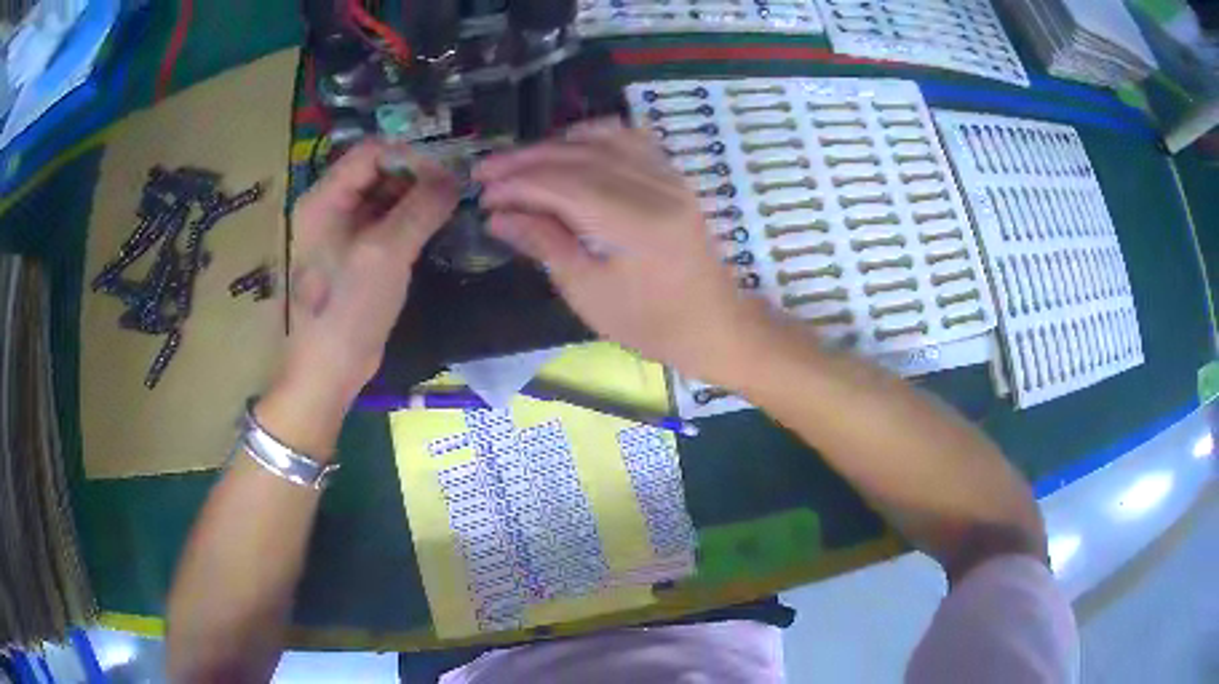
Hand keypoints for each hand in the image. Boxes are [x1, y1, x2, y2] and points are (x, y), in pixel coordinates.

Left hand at [283, 140, 458, 403]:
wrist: (330, 368)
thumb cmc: (349, 308)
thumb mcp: (386, 252)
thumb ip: (422, 207)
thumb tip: (455, 177)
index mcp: (325, 198)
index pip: (372, 152)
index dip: (410, 157)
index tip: (448, 175)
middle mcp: (331, 206)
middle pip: (379, 171)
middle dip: (417, 176)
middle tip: (455, 192)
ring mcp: (343, 231)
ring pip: (386, 197)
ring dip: (418, 199)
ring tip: (451, 209)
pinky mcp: (357, 253)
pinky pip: (387, 222)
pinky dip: (411, 220)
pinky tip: (435, 228)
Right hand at [475, 120, 766, 382]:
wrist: (713, 324)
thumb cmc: (648, 323)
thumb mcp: (588, 293)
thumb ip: (544, 243)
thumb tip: (498, 216)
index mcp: (634, 223)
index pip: (562, 184)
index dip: (516, 184)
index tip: (483, 195)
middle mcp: (655, 187)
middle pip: (578, 156)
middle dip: (526, 160)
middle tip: (486, 172)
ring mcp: (669, 177)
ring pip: (602, 139)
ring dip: (554, 145)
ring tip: (519, 162)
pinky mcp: (674, 177)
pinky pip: (631, 139)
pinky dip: (593, 136)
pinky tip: (568, 146)